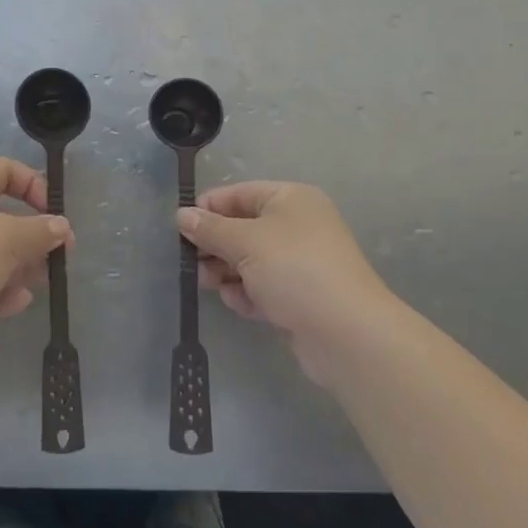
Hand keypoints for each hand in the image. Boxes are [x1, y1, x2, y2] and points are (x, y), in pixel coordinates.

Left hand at [0, 158, 71, 366]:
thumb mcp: (9, 238)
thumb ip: (41, 230)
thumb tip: (61, 226)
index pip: (5, 170)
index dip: (35, 187)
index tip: (54, 215)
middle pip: (1, 215)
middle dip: (31, 238)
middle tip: (56, 258)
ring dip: (17, 268)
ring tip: (35, 284)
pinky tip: (13, 304)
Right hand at [180, 181, 390, 386]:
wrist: (348, 333)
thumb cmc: (294, 270)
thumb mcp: (245, 242)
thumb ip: (210, 229)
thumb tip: (182, 215)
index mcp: (290, 199)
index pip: (239, 194)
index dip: (208, 208)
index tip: (180, 227)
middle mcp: (298, 225)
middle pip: (243, 228)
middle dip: (215, 245)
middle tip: (190, 262)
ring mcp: (302, 263)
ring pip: (251, 260)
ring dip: (227, 271)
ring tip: (209, 285)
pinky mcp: (302, 297)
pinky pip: (265, 287)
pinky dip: (248, 293)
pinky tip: (238, 303)